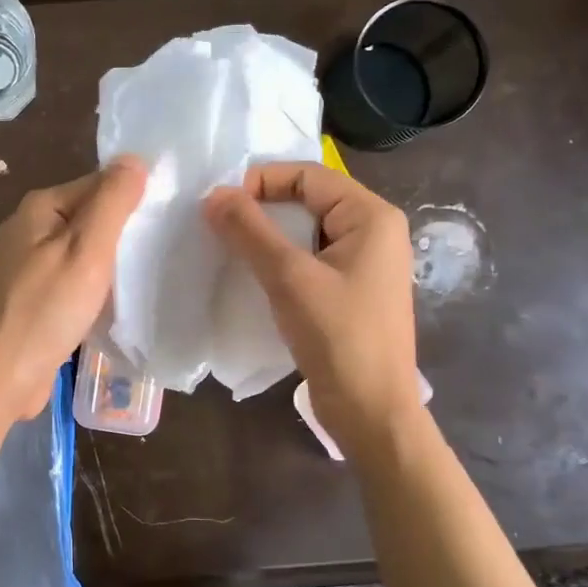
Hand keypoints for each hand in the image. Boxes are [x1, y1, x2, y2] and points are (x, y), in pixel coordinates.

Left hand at [0, 157, 147, 423]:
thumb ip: (111, 202)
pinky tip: (122, 302)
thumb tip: (134, 159)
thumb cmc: (43, 310)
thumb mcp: (86, 249)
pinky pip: (76, 283)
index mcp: (41, 207)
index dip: (136, 195)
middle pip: (92, 217)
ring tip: (156, 272)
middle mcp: (31, 230)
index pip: (100, 183)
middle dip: (127, 231)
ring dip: (115, 263)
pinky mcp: (34, 301)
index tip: (173, 214)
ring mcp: (29, 268)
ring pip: (85, 253)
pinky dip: (98, 289)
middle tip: (172, 245)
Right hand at [204, 161, 419, 456]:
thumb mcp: (289, 278)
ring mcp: (364, 264)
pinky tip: (253, 276)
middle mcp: (374, 232)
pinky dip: (280, 260)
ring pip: (306, 232)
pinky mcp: (351, 292)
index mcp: (371, 217)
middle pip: (308, 200)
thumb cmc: (339, 337)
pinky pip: (310, 260)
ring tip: (230, 248)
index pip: (308, 175)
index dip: (262, 181)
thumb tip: (213, 195)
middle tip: (219, 225)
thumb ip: (250, 231)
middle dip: (262, 208)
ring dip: (268, 236)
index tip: (220, 205)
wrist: (371, 411)